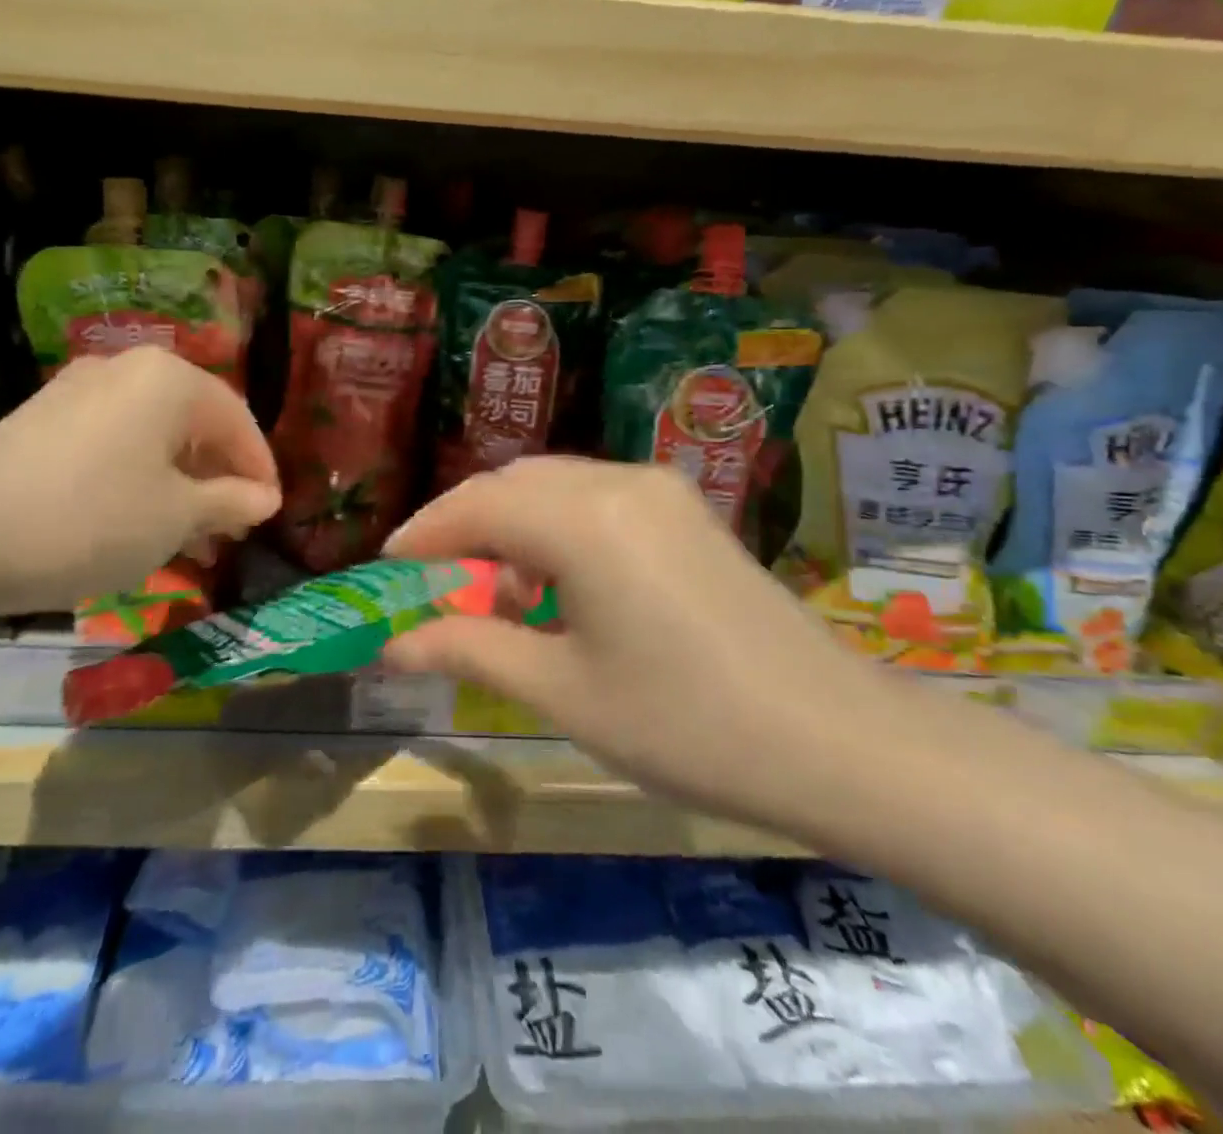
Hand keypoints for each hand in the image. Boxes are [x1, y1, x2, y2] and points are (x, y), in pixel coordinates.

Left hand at [0, 348, 281, 614]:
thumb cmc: (93, 519)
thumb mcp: (177, 517)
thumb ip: (231, 501)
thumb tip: (266, 498)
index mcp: (170, 379)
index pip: (238, 421)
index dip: (260, 469)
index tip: (271, 513)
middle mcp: (127, 368)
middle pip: (195, 423)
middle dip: (219, 477)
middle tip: (231, 527)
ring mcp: (80, 388)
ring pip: (154, 434)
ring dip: (180, 481)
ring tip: (189, 535)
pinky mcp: (45, 417)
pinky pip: (115, 441)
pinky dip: (139, 476)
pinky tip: (137, 519)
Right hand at [383, 456, 900, 833]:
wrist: (837, 741)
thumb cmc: (685, 723)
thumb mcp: (560, 691)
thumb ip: (468, 650)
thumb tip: (392, 644)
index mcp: (584, 519)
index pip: (476, 506)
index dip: (422, 534)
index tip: (386, 568)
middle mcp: (619, 481)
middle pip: (512, 484)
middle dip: (462, 527)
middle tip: (431, 583)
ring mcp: (660, 489)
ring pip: (554, 486)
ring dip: (510, 526)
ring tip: (496, 595)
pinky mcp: (685, 509)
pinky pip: (596, 499)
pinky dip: (556, 528)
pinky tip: (558, 585)